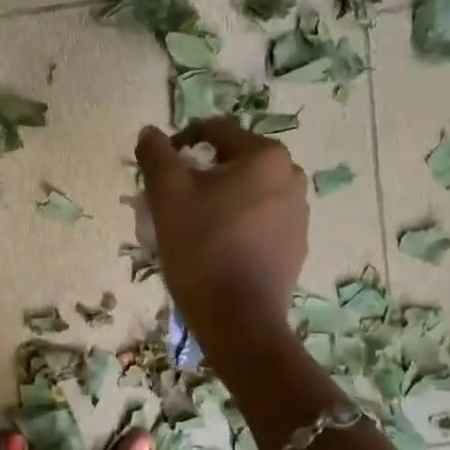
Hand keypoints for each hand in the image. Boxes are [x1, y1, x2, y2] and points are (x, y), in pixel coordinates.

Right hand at [135, 118, 307, 343]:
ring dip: (217, 199)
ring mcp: (298, 214)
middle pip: (232, 161)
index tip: (158, 171)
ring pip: (246, 191)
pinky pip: (258, 220)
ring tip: (189, 227)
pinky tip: (214, 248)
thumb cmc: (202, 246)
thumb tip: (151, 133)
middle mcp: (291, 177)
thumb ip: (156, 153)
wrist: (238, 319)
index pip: (214, 130)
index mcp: (266, 156)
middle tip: (171, 201)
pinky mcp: (295, 245)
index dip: (179, 143)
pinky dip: (235, 223)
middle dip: (199, 174)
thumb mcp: (167, 192)